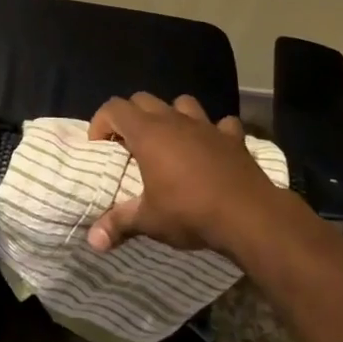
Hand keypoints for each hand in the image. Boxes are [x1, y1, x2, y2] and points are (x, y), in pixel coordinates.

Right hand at [85, 93, 295, 257]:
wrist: (249, 216)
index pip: (114, 108)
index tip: (100, 147)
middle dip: (131, 117)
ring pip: (182, 103)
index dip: (101, 122)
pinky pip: (220, 124)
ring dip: (171, 116)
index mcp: (147, 133)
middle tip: (129, 145)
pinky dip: (213, 132)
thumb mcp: (149, 220)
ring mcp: (206, 126)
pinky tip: (211, 148)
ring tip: (169, 140)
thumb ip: (118, 224)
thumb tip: (93, 241)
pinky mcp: (233, 138)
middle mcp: (174, 120)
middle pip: (143, 99)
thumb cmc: (190, 212)